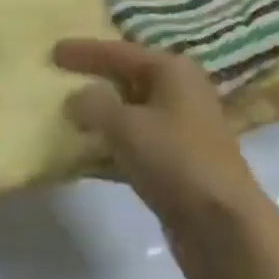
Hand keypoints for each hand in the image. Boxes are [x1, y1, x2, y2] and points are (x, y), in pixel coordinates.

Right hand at [55, 39, 278, 278]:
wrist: (224, 228)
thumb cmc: (177, 161)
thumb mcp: (128, 126)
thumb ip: (95, 105)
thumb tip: (76, 98)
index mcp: (173, 71)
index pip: (121, 52)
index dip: (86, 51)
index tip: (53, 50)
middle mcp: (179, 92)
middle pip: (127, 78)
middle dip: (94, 79)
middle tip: (58, 78)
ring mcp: (180, 130)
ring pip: (130, 114)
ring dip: (99, 117)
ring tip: (63, 116)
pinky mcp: (175, 165)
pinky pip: (134, 146)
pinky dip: (109, 148)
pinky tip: (82, 157)